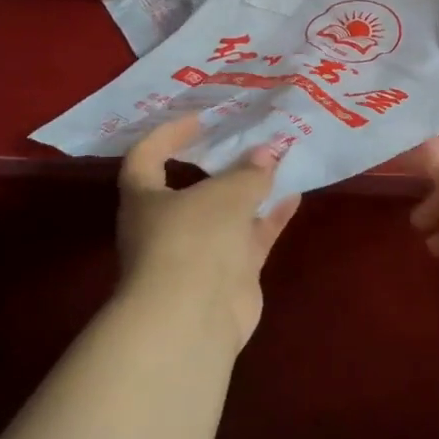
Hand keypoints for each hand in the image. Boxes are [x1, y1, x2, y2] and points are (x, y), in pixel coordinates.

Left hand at [116, 116, 302, 352]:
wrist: (194, 318)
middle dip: (221, 164)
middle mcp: (166, 225)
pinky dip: (269, 218)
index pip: (146, 157)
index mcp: (145, 200)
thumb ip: (249, 171)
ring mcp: (198, 253)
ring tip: (279, 162)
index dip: (168, 134)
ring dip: (251, 190)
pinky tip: (294, 197)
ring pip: (226, 213)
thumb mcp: (226, 194)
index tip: (201, 120)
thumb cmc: (194, 239)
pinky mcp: (227, 275)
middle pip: (192, 187)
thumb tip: (268, 152)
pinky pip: (249, 238)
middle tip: (248, 139)